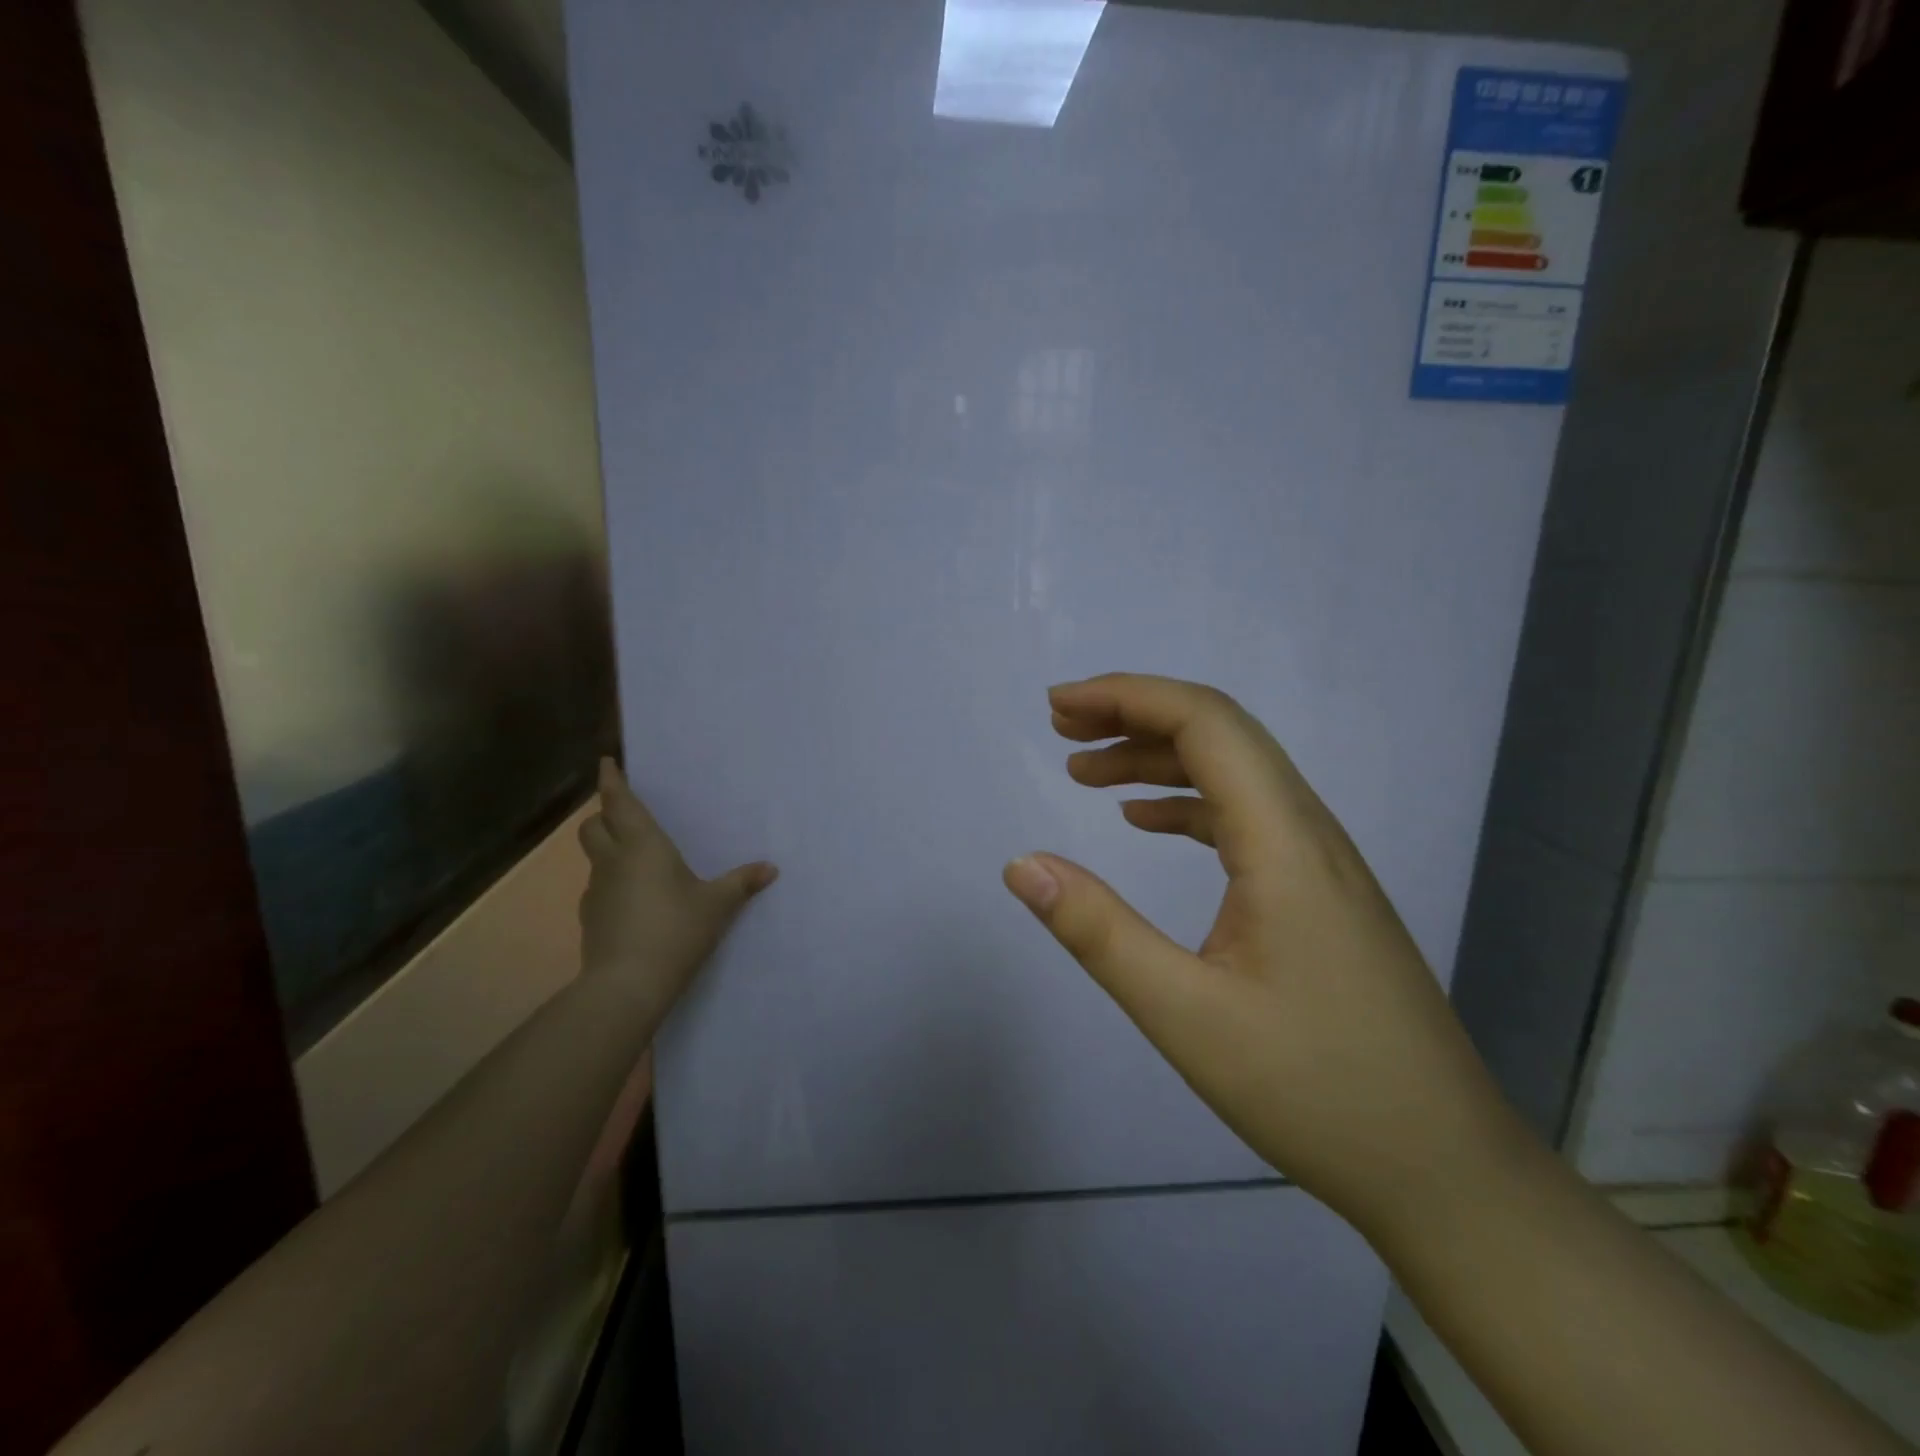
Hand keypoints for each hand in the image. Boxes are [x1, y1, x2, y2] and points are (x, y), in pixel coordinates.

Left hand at [578, 758, 776, 1020]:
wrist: (627, 985)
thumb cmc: (676, 930)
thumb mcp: (717, 904)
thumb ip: (742, 883)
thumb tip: (770, 868)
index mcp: (643, 846)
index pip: (619, 802)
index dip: (611, 780)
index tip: (605, 762)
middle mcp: (614, 861)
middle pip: (593, 826)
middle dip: (603, 814)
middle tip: (623, 814)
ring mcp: (596, 891)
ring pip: (594, 857)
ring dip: (608, 849)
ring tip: (636, 861)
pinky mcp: (590, 919)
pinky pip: (599, 888)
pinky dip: (612, 884)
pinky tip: (635, 902)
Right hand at [1002, 674, 1515, 1232]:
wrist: (1445, 1170)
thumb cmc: (1316, 1092)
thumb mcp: (1184, 1015)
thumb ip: (1097, 931)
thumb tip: (1021, 864)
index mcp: (1283, 842)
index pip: (1205, 723)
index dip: (1126, 697)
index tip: (1058, 708)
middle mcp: (1310, 832)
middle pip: (1221, 733)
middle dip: (1135, 715)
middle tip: (1061, 729)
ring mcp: (1322, 863)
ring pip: (1234, 773)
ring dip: (1157, 758)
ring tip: (1085, 773)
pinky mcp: (1321, 894)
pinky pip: (1246, 816)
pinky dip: (1186, 802)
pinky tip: (1145, 823)